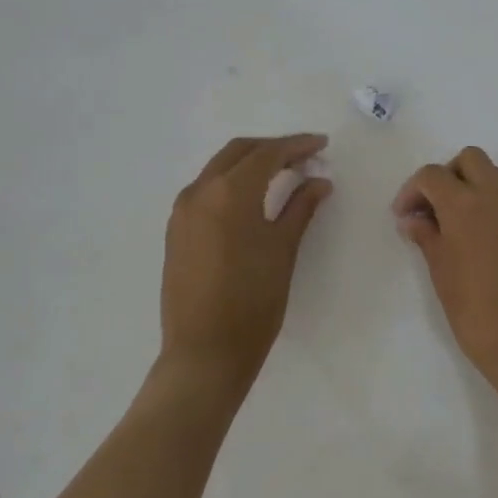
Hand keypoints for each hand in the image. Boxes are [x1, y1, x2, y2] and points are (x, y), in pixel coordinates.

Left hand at [161, 134, 331, 384]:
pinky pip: (206, 191)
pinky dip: (231, 183)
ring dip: (250, 163)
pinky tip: (252, 199)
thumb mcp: (283, 250)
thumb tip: (319, 182)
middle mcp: (199, 192)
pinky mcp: (176, 231)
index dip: (297, 145)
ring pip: (218, 169)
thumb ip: (301, 208)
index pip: (267, 154)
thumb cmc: (253, 300)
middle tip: (304, 157)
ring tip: (283, 174)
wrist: (205, 351)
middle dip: (272, 148)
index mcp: (228, 192)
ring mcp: (182, 211)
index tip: (322, 145)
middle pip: (239, 152)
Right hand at [392, 147, 497, 382]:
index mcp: (467, 206)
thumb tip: (413, 219)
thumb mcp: (441, 273)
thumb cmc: (474, 312)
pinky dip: (488, 206)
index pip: (433, 175)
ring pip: (493, 176)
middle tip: (431, 209)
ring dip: (469, 188)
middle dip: (446, 175)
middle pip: (470, 159)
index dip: (412, 190)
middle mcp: (497, 199)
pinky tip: (476, 240)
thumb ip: (426, 237)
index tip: (403, 217)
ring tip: (451, 226)